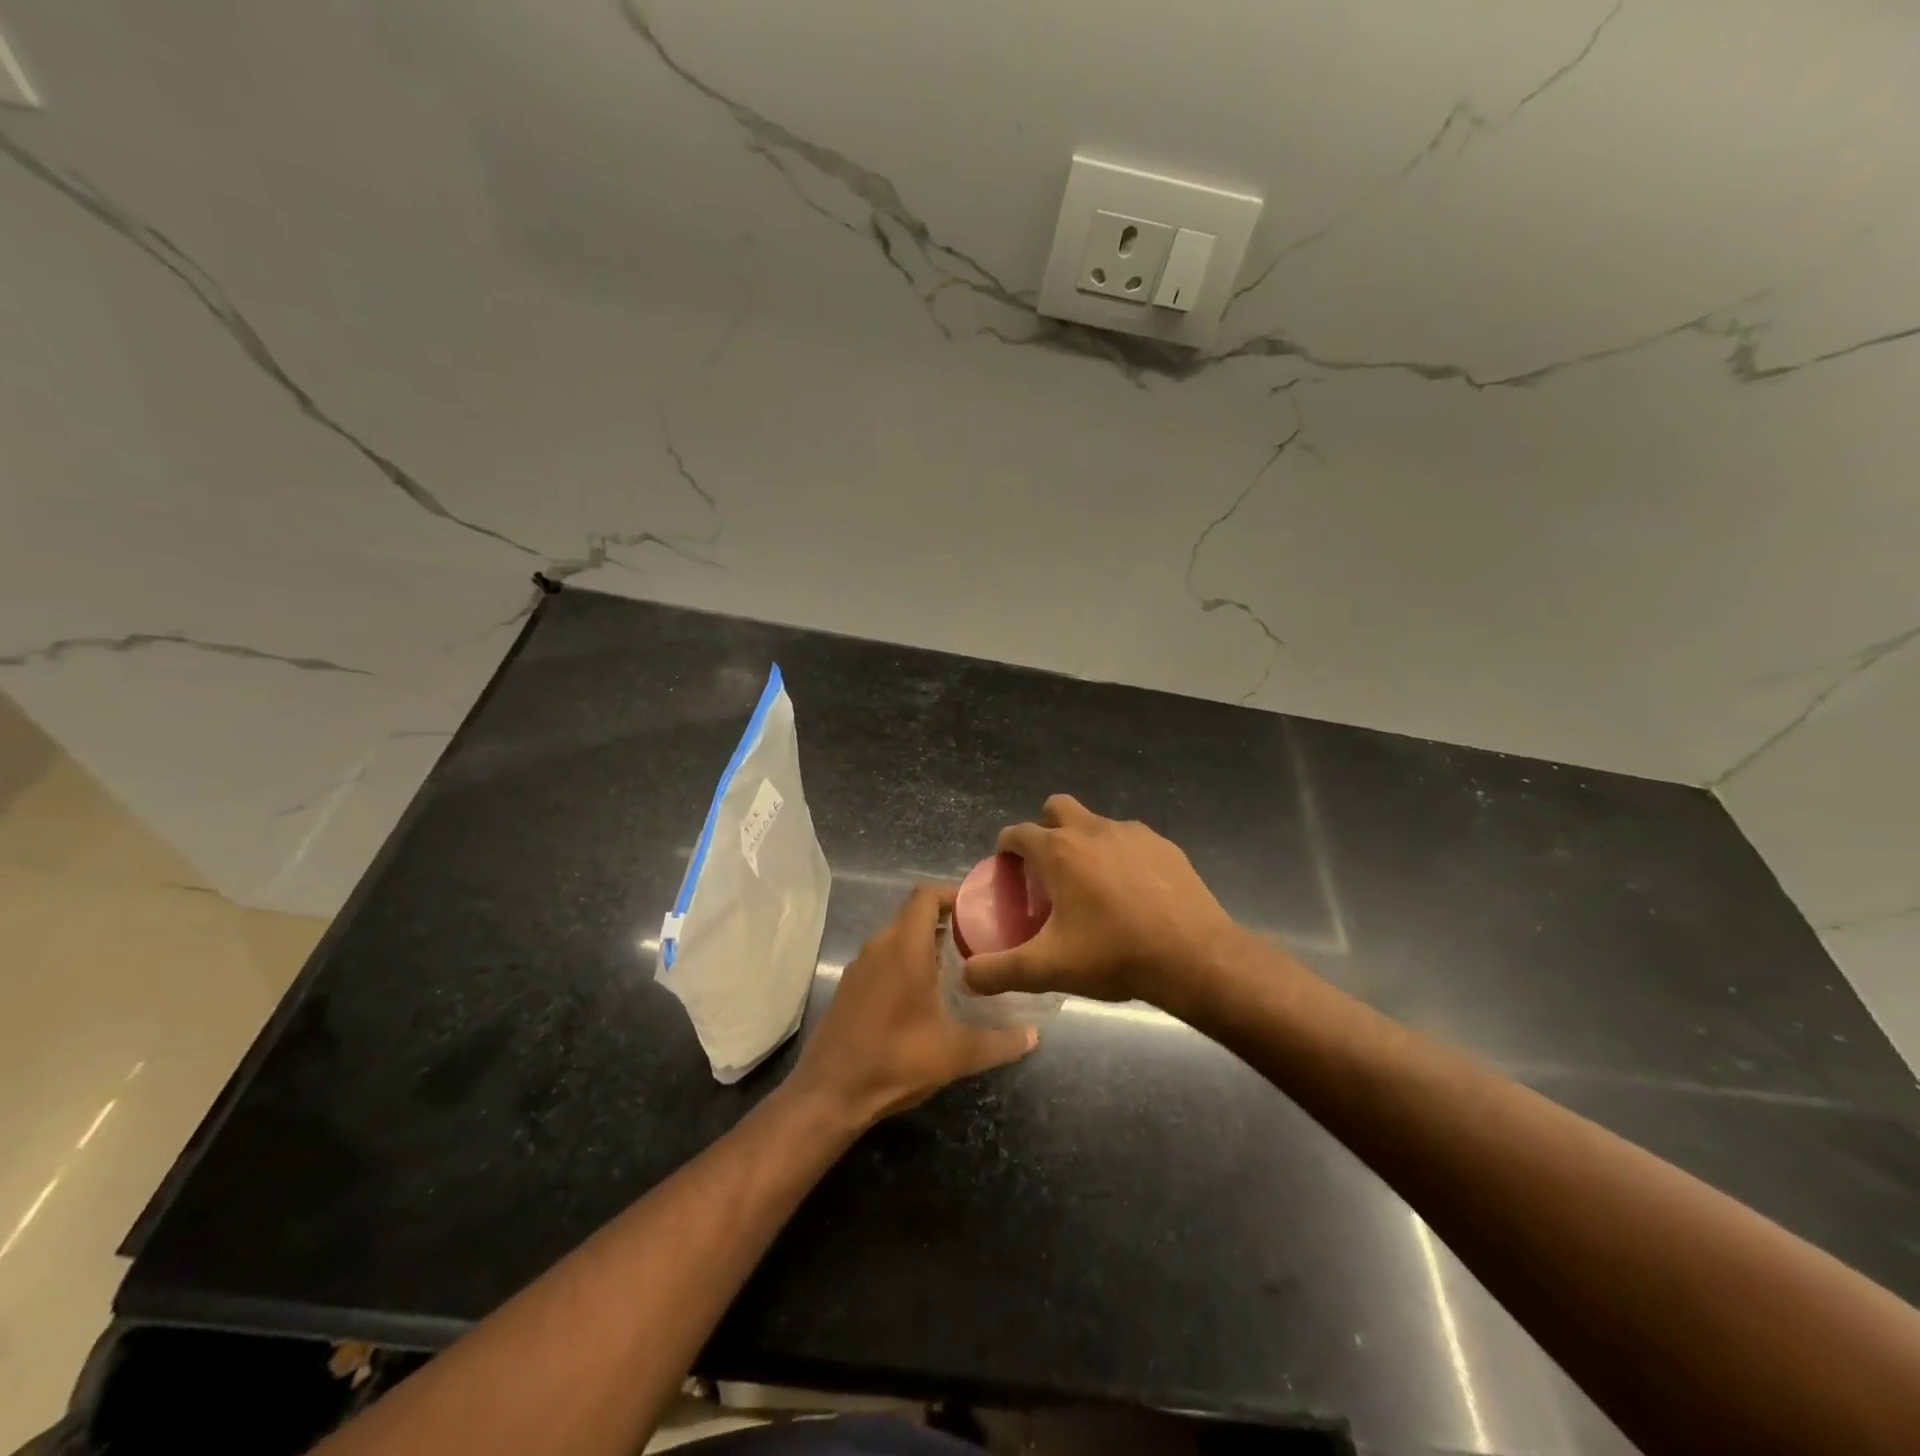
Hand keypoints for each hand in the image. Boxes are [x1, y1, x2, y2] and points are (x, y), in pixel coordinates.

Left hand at [789, 883, 1036, 1126]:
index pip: (926, 895)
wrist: (829, 1094)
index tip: (982, 908)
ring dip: (925, 942)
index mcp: (904, 948)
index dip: (954, 893)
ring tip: (959, 964)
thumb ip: (999, 1042)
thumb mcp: (955, 1054)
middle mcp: (879, 946)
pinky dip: (906, 960)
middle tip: (980, 939)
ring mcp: (859, 966)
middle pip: (913, 913)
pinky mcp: (849, 986)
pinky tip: (925, 993)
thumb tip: (1034, 1036)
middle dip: (946, 920)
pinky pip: (883, 957)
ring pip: (897, 936)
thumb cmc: (895, 1061)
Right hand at [964, 795, 1237, 1006]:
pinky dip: (1121, 856)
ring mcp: (1132, 833)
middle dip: (1045, 829)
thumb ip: (999, 971)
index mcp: (1059, 851)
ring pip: (1096, 823)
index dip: (1006, 850)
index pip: (1017, 833)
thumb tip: (966, 976)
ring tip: (1092, 887)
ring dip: (1085, 842)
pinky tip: (1131, 893)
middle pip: (1056, 808)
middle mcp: (1092, 829)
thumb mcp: (1048, 969)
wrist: (1194, 957)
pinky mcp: (1164, 846)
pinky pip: (1130, 841)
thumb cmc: (1114, 955)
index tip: (1008, 874)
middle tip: (1048, 871)